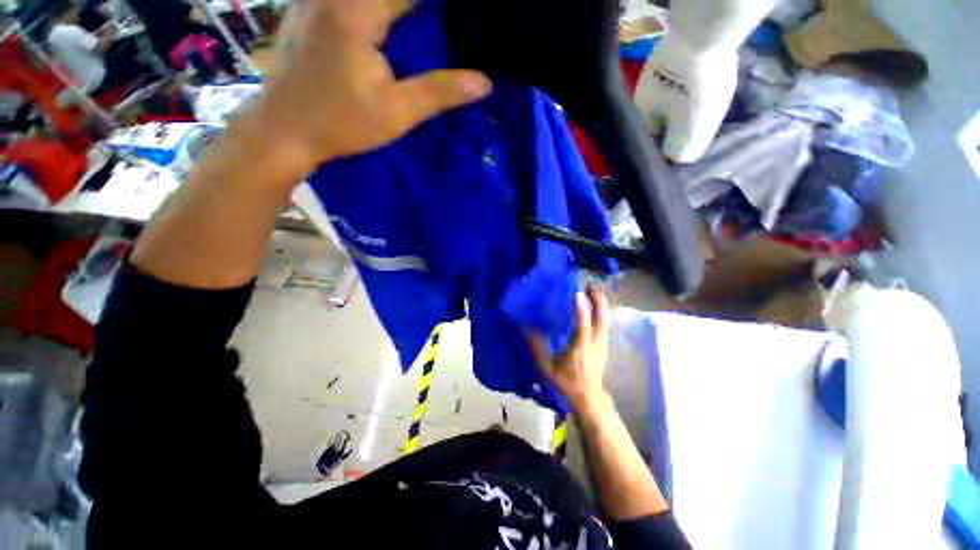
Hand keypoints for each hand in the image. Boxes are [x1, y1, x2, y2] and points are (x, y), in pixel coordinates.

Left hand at [250, 0, 491, 172]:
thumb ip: (439, 92)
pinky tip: (386, 24)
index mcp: (356, 12)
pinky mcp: (305, 10)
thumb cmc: (340, 124)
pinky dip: (373, 7)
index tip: (458, 16)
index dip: (437, 5)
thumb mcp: (396, 113)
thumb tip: (484, 82)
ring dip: (397, 8)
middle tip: (444, 24)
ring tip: (420, 24)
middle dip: (415, 8)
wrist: (283, 130)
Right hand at [528, 286, 610, 412]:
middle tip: (590, 285)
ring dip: (601, 304)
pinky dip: (600, 312)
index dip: (582, 310)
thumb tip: (525, 327)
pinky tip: (594, 307)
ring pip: (605, 320)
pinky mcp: (604, 346)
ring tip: (593, 290)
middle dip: (598, 300)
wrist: (588, 400)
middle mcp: (595, 343)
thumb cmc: (566, 383)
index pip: (583, 326)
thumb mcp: (546, 368)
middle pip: (602, 319)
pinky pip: (604, 324)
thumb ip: (536, 347)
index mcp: (580, 348)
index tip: (577, 293)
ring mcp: (602, 344)